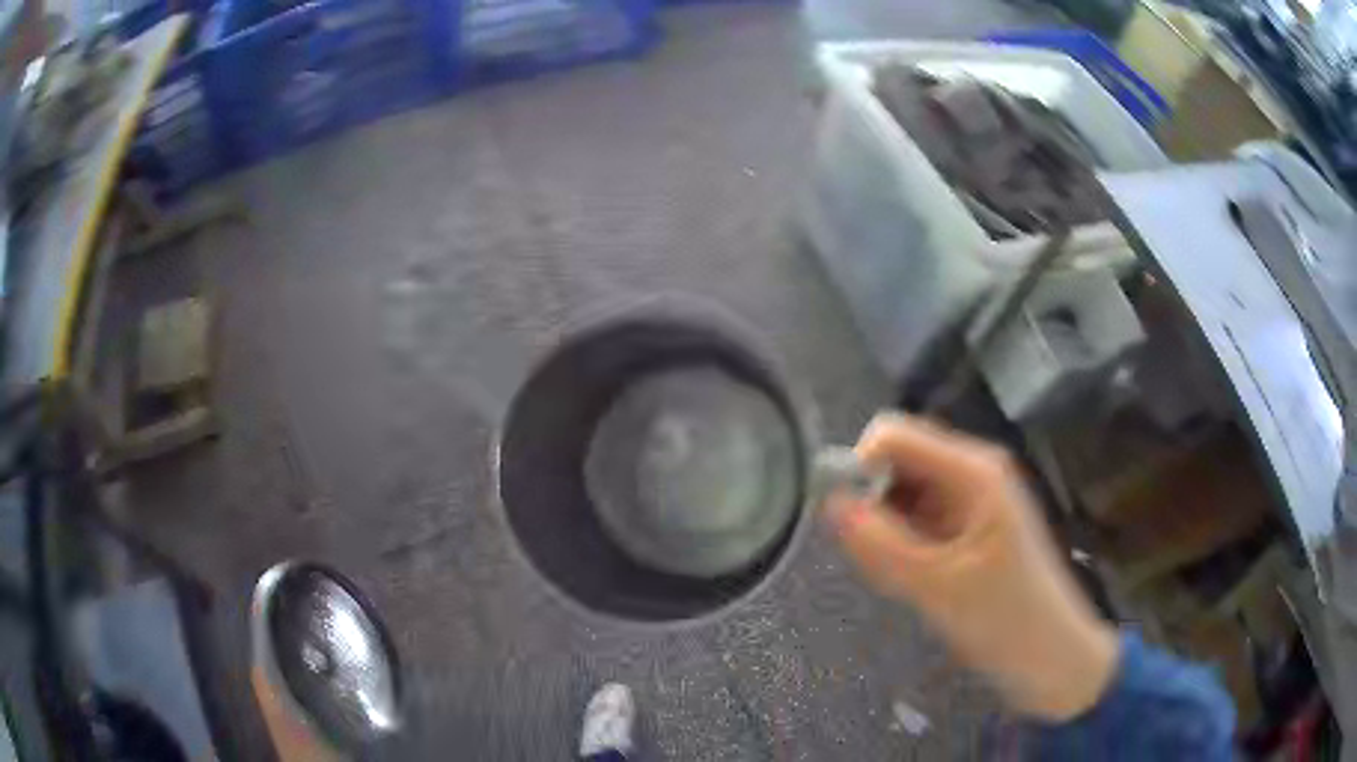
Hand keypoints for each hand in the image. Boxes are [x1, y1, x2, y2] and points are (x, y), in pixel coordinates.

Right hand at [823, 413, 1118, 720]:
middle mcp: (972, 471)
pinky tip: (917, 580)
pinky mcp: (969, 526)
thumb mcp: (937, 587)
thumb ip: (880, 544)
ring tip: (903, 576)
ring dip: (888, 528)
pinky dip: (903, 544)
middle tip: (879, 559)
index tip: (850, 522)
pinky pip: (918, 518)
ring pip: (905, 493)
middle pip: (899, 461)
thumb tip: (828, 503)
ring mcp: (972, 499)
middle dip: (875, 503)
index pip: (894, 434)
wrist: (1053, 658)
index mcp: (974, 471)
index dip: (861, 467)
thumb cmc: (1005, 620)